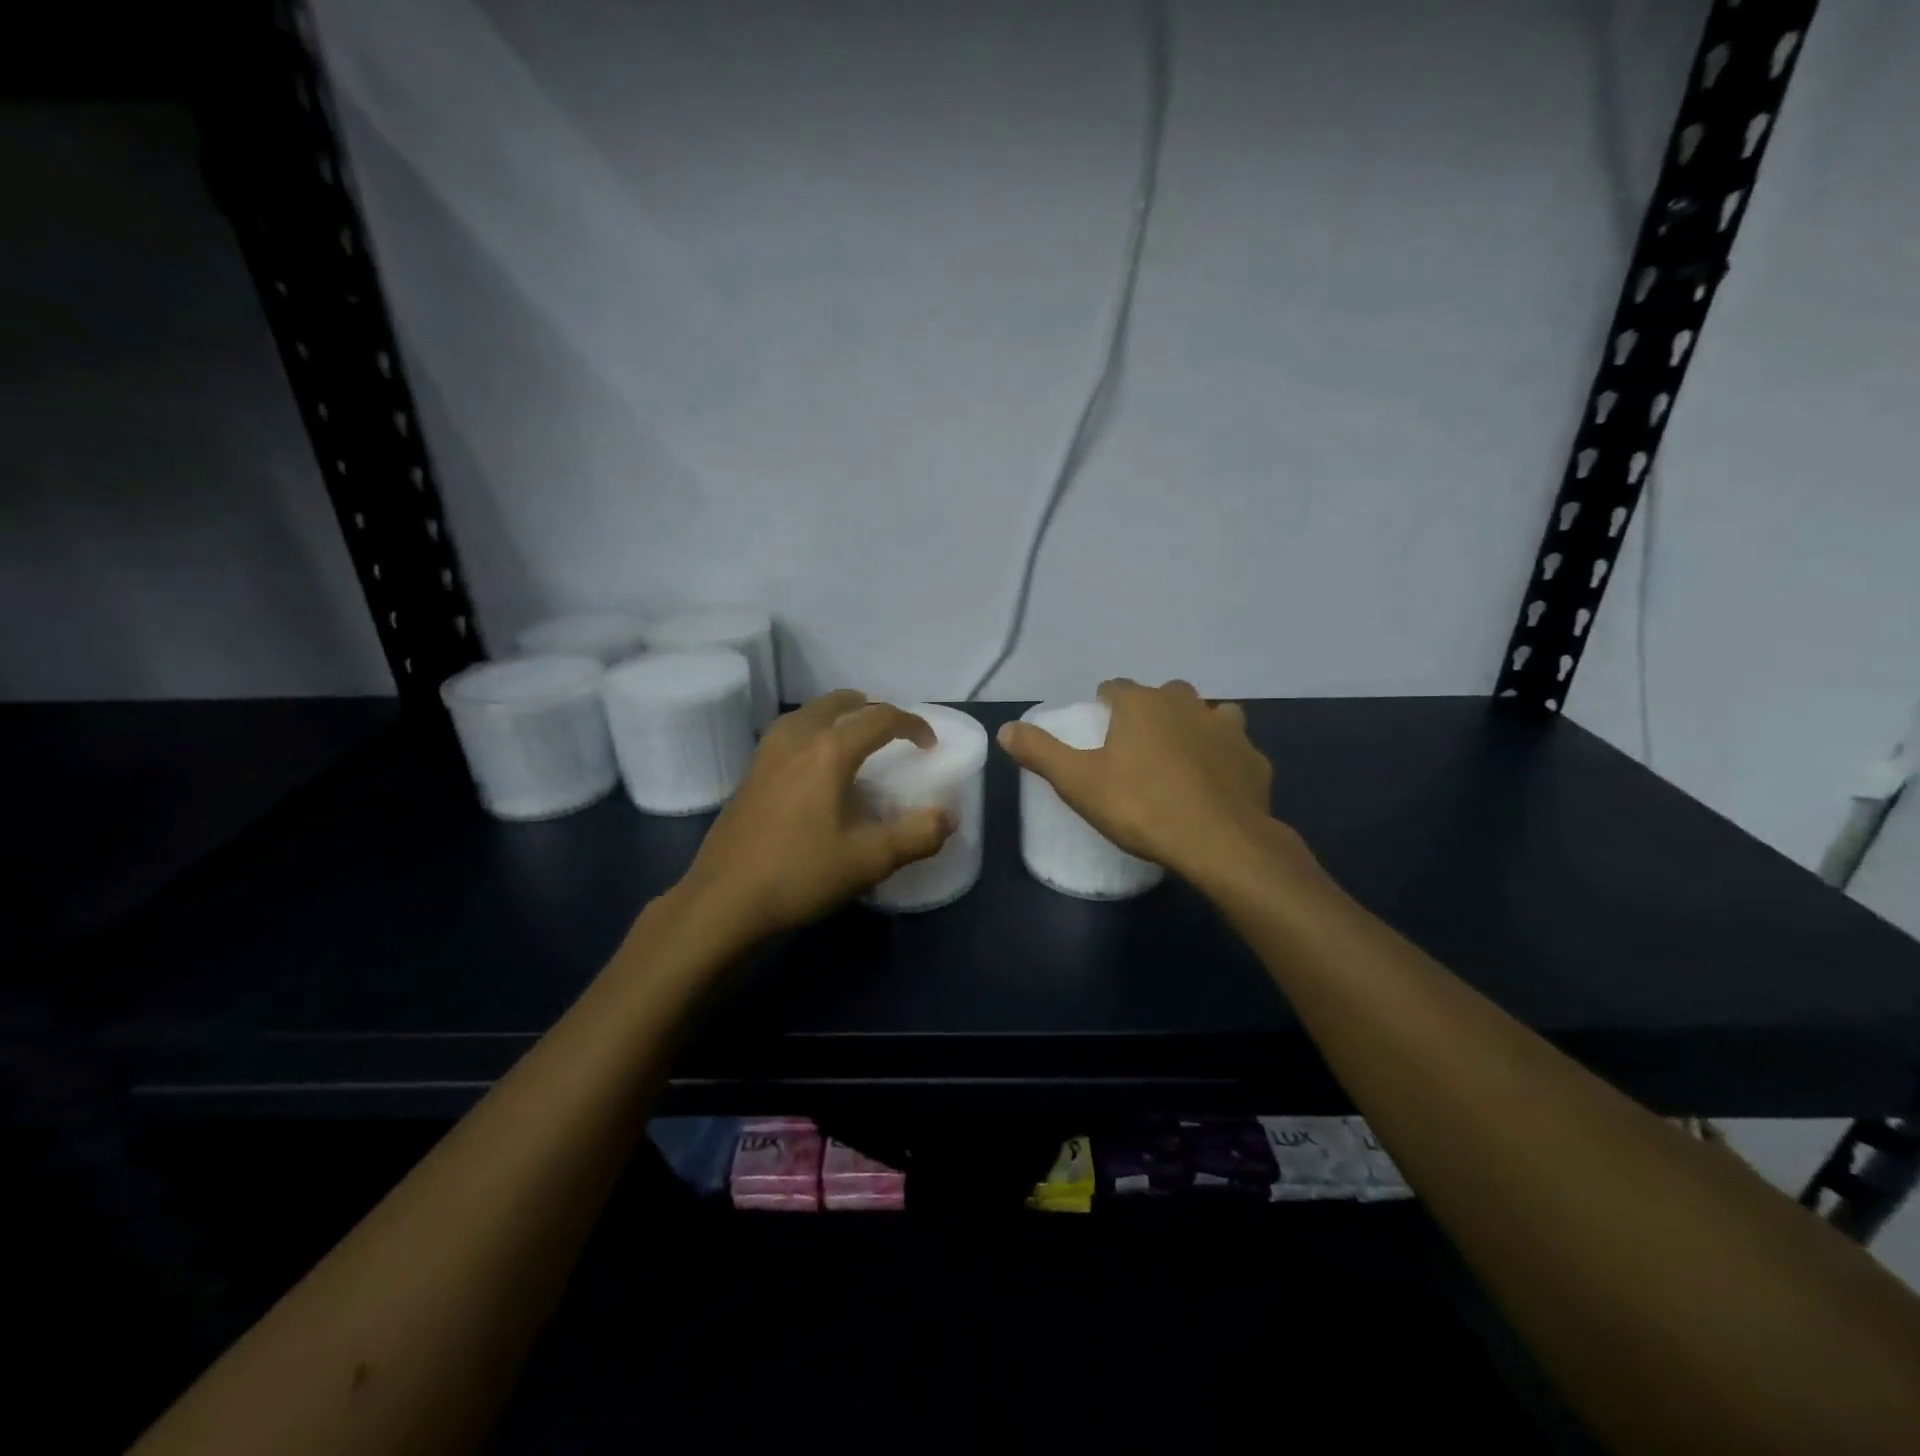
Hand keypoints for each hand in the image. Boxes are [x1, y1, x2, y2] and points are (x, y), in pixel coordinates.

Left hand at [674, 690, 954, 942]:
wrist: (724, 901)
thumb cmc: (801, 873)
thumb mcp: (870, 859)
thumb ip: (916, 835)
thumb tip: (947, 818)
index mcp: (829, 750)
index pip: (880, 717)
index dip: (912, 725)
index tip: (929, 745)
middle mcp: (796, 738)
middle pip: (839, 703)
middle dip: (872, 710)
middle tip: (893, 734)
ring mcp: (766, 753)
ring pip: (809, 713)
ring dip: (839, 717)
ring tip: (856, 742)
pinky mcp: (749, 773)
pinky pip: (790, 733)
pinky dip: (814, 732)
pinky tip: (816, 768)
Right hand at [997, 678, 1291, 886]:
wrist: (1220, 842)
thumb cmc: (1141, 807)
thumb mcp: (1078, 783)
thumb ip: (1041, 752)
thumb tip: (1006, 729)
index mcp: (1141, 704)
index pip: (1115, 688)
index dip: (1105, 705)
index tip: (1100, 730)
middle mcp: (1186, 703)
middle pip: (1163, 694)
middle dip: (1150, 711)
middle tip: (1137, 748)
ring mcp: (1226, 728)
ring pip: (1207, 713)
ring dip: (1193, 727)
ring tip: (1180, 759)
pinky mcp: (1254, 758)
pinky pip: (1235, 748)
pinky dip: (1224, 758)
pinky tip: (1215, 783)